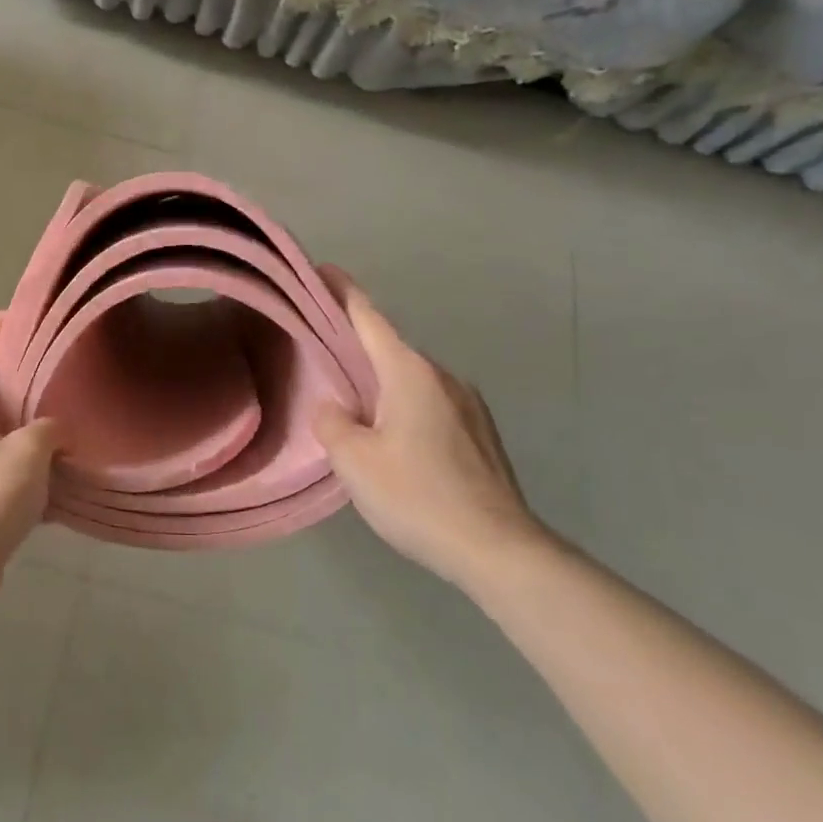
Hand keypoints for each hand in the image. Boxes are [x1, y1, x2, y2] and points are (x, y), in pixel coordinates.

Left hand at [0, 313, 61, 606]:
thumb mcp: (26, 454)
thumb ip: (48, 429)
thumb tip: (57, 430)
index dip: (0, 326)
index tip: (31, 312)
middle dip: (24, 370)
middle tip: (63, 361)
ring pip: (1, 423)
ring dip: (30, 415)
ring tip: (69, 407)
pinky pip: (6, 459)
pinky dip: (30, 455)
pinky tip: (62, 463)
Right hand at [312, 268, 551, 589]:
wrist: (500, 551)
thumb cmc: (418, 497)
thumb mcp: (354, 462)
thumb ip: (332, 424)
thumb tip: (334, 406)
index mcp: (409, 373)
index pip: (368, 318)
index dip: (343, 292)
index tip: (324, 269)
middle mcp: (443, 377)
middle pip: (389, 350)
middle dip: (357, 349)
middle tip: (322, 358)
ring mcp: (469, 404)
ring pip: (411, 381)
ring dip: (382, 386)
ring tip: (355, 410)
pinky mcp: (481, 434)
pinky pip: (431, 405)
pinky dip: (405, 408)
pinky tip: (394, 442)